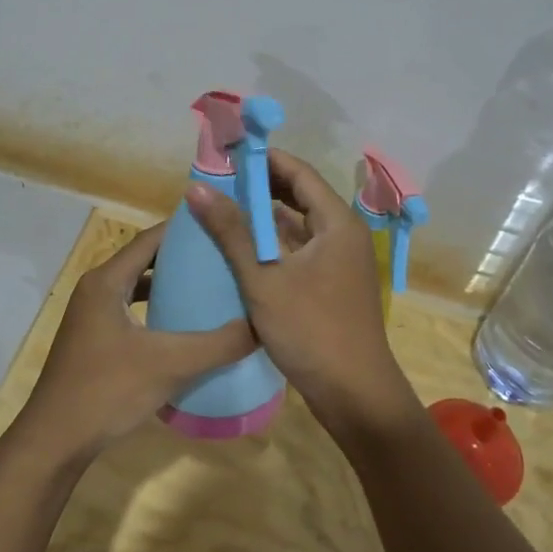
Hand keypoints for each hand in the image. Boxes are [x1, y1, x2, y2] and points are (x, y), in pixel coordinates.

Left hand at [9, 222, 256, 469]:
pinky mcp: (94, 339)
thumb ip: (219, 344)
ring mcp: (92, 315)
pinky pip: (131, 309)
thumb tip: (263, 325)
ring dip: (169, 283)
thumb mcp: (171, 364)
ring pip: (137, 286)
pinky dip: (156, 308)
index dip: (184, 229)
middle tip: (223, 255)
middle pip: (144, 259)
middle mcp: (96, 289)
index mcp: (106, 281)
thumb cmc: (107, 391)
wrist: (55, 441)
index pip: (150, 239)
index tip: (221, 224)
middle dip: (182, 256)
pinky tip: (182, 324)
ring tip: (210, 284)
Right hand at [187, 150, 420, 437]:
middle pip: (300, 196)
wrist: (355, 394)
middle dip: (261, 187)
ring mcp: (340, 260)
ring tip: (223, 210)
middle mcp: (343, 234)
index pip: (299, 172)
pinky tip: (243, 249)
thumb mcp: (263, 279)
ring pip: (300, 224)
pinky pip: (301, 249)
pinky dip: (274, 243)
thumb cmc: (311, 331)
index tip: (225, 156)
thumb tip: (197, 188)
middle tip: (219, 183)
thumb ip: (231, 232)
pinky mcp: (333, 283)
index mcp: (337, 223)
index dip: (263, 160)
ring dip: (265, 216)